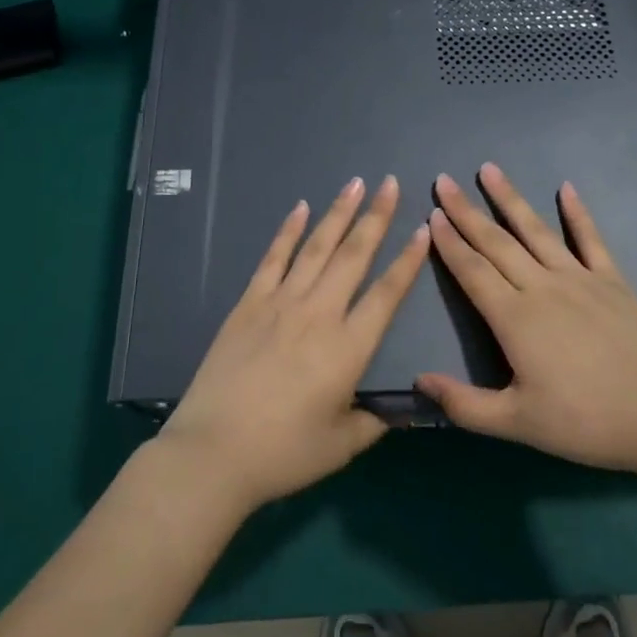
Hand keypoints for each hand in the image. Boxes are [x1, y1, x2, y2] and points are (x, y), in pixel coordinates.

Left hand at [158, 175, 428, 514]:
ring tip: (355, 183)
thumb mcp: (341, 445)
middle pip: (353, 256)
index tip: (422, 229)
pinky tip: (300, 208)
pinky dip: (288, 231)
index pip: (386, 294)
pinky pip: (273, 258)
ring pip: (316, 248)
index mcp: (348, 348)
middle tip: (390, 183)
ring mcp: (280, 304)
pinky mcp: (249, 304)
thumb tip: (402, 410)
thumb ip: (374, 422)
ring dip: (338, 213)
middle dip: (375, 217)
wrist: (213, 452)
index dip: (407, 261)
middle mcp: (318, 314)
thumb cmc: (283, 453)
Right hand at [415, 164, 636, 478]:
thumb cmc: (588, 422)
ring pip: (536, 231)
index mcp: (515, 319)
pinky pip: (591, 239)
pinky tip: (566, 188)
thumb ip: (466, 405)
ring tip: (489, 169)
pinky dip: (578, 213)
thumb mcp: (519, 424)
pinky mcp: (613, 281)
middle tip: (444, 180)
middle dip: (466, 211)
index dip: (450, 243)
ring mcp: (580, 279)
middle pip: (497, 242)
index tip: (431, 214)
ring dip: (510, 199)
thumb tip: (420, 381)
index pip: (473, 271)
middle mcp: (542, 287)